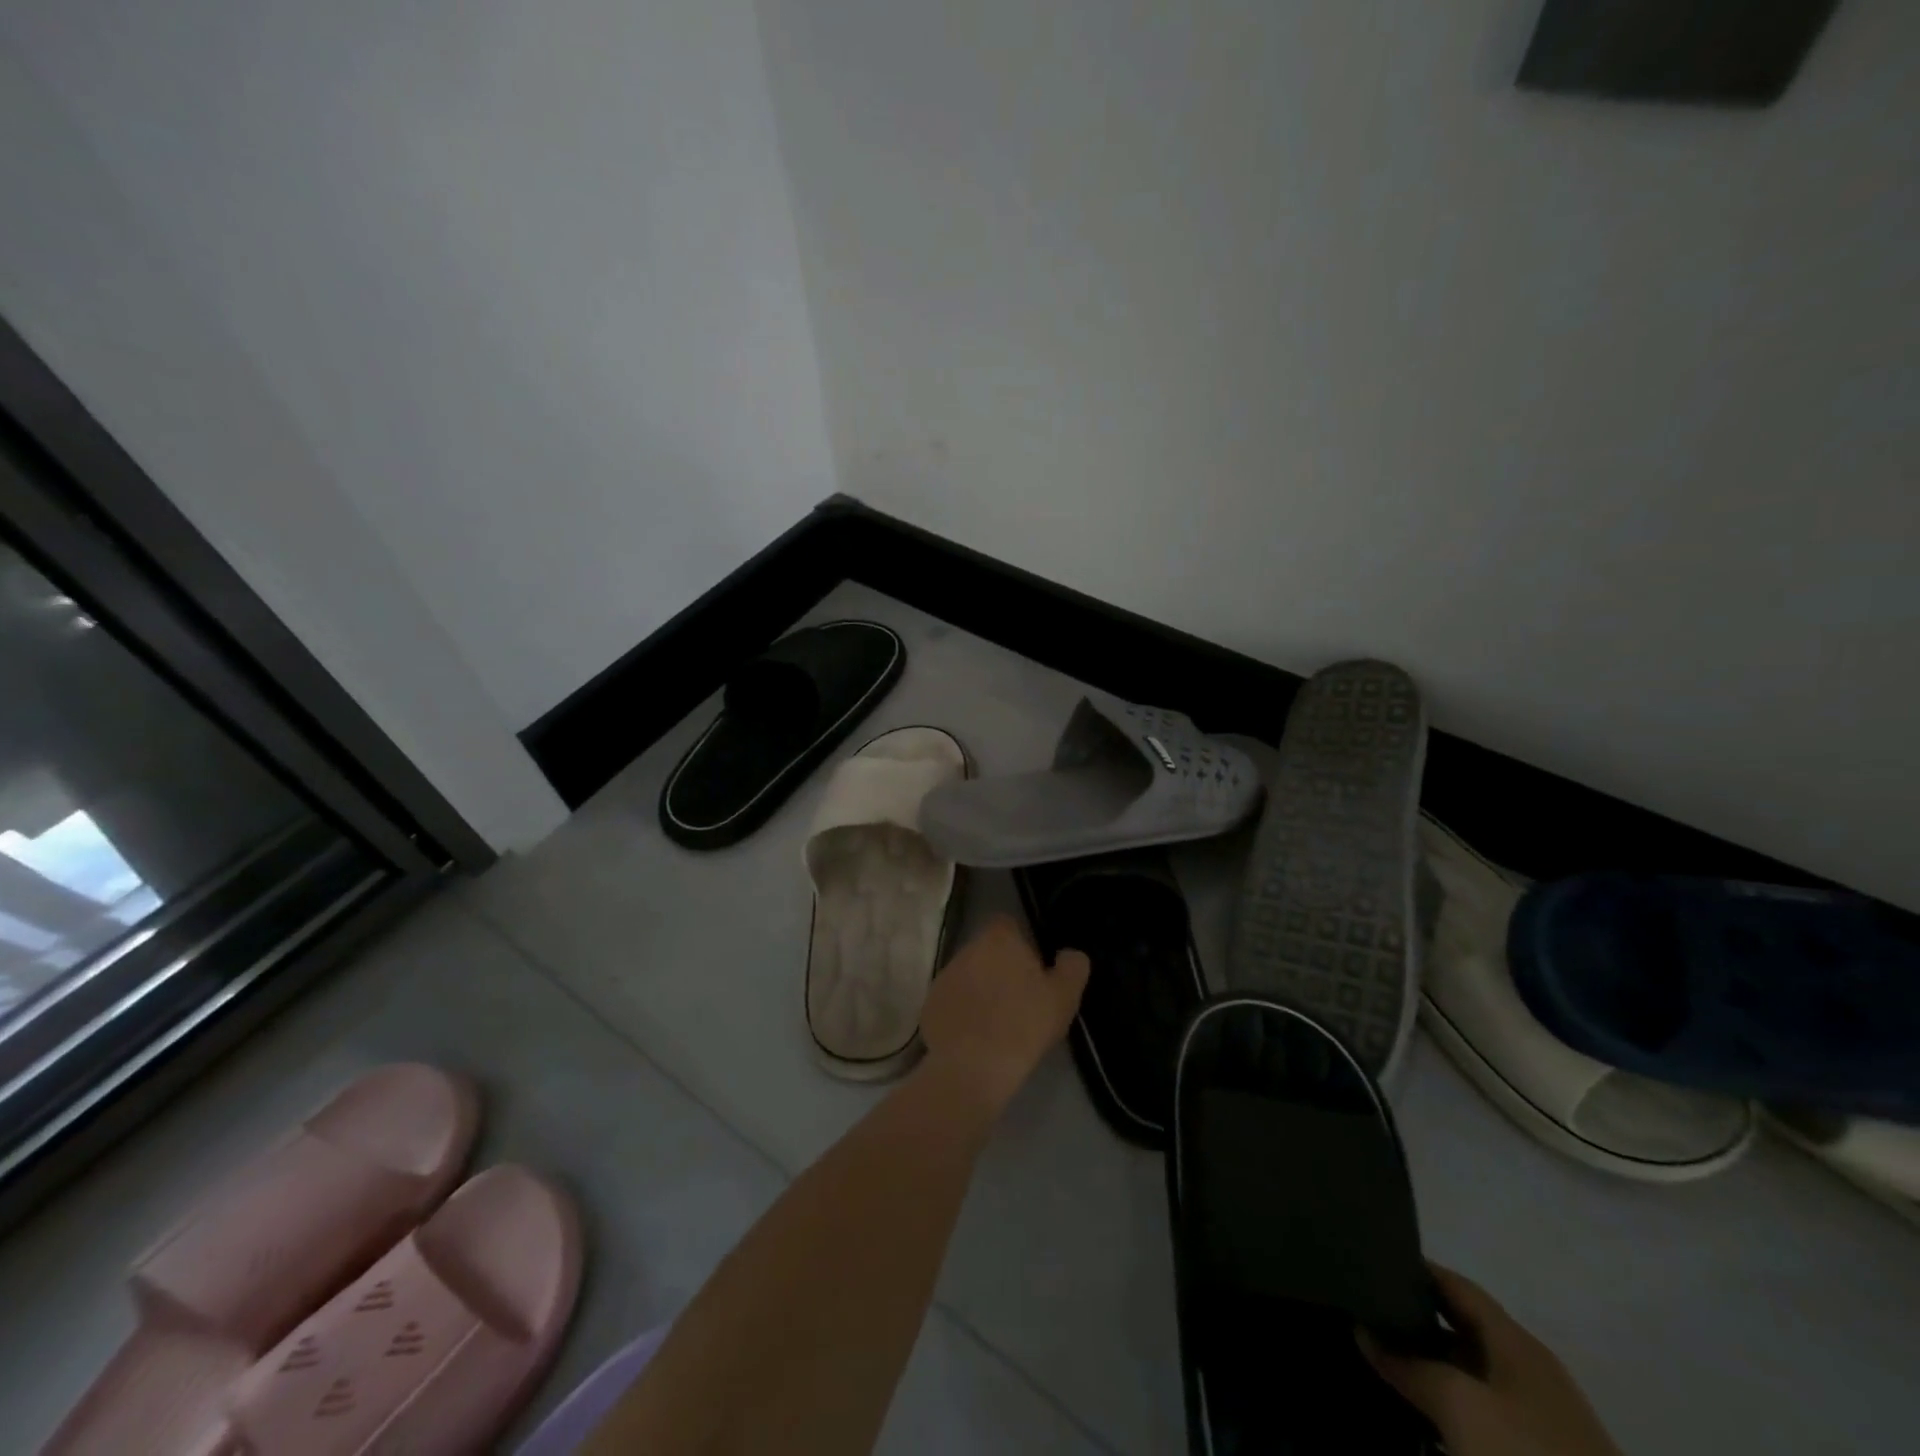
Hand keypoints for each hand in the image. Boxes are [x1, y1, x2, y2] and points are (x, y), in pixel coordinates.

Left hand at [919, 916, 1089, 1115]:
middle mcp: (967, 949)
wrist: (973, 1067)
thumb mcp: (1064, 996)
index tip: (1033, 970)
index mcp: (999, 938)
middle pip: (987, 950)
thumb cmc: (1025, 1024)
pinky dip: (963, 1013)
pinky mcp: (929, 1005)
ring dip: (980, 990)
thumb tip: (1069, 954)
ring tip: (998, 1023)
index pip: (1008, 925)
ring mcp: (944, 976)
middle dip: (1000, 968)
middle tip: (1020, 999)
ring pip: (968, 975)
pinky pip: (952, 1001)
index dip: (1022, 943)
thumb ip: (1072, 966)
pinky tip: (976, 1038)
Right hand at [1361, 1265, 1621, 1455]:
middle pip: (1461, 1327)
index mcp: (1516, 1342)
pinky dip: (1447, 1404)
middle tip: (1364, 1315)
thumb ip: (1408, 1365)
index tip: (1368, 1265)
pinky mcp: (1537, 1455)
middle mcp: (1527, 1370)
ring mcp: (1537, 1418)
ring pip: (1469, 1373)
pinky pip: (1480, 1411)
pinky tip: (1419, 1417)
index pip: (1455, 1284)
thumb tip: (1364, 1332)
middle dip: (1413, 1320)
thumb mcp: (1458, 1405)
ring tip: (1379, 1363)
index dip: (1413, 1269)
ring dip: (1427, 1366)